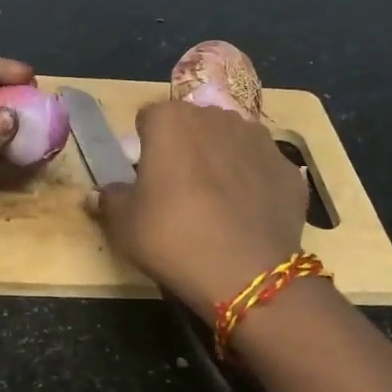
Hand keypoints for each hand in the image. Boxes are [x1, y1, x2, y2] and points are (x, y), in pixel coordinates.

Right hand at [90, 99, 306, 319]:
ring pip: (229, 141)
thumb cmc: (173, 238)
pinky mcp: (288, 168)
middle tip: (176, 189)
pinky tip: (245, 215)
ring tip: (214, 201)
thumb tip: (103, 192)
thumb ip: (110, 199)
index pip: (148, 118)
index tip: (144, 176)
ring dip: (220, 159)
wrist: (246, 273)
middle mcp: (217, 117)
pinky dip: (252, 183)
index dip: (144, 145)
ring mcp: (259, 140)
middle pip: (192, 124)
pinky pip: (260, 168)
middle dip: (184, 147)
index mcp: (171, 121)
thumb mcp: (123, 225)